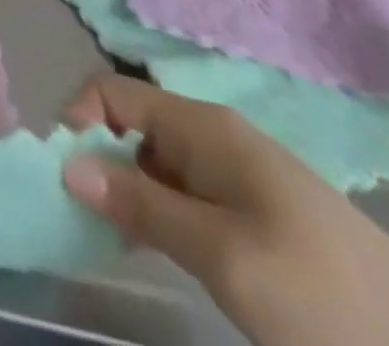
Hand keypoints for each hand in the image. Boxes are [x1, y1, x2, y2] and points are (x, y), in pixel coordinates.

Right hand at [59, 73, 388, 345]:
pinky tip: (169, 255)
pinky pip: (188, 196)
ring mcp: (243, 176)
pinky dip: (163, 216)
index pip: (110, 92)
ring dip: (130, 195)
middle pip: (131, 127)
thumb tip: (65, 165)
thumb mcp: (222, 254)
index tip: (67, 180)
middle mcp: (216, 136)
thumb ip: (140, 205)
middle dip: (100, 163)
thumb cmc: (323, 295)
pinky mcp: (263, 216)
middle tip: (90, 221)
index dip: (78, 124)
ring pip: (158, 166)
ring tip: (123, 244)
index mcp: (202, 126)